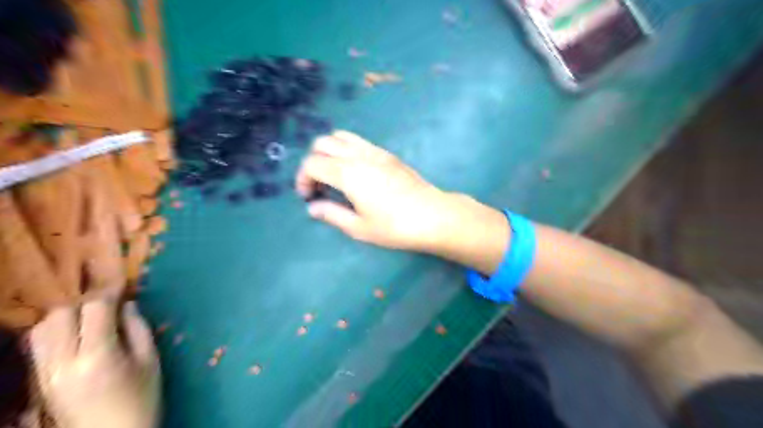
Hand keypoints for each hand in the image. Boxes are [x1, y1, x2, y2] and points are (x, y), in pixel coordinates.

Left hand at [30, 297, 157, 427]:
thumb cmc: (141, 397)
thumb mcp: (150, 359)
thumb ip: (137, 328)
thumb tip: (127, 304)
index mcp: (98, 356)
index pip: (94, 310)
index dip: (109, 293)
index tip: (123, 286)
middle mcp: (63, 363)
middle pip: (60, 315)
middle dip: (85, 302)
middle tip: (108, 303)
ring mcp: (45, 374)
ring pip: (41, 329)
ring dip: (66, 316)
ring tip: (91, 318)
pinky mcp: (39, 381)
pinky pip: (38, 345)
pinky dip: (55, 331)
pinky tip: (77, 333)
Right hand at [295, 130, 455, 250]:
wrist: (433, 215)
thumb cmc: (395, 226)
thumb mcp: (360, 228)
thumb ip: (332, 214)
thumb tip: (313, 208)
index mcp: (348, 173)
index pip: (312, 164)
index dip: (303, 179)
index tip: (308, 197)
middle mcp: (359, 155)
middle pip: (322, 143)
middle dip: (313, 161)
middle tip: (319, 185)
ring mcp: (375, 151)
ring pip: (341, 136)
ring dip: (329, 151)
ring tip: (334, 175)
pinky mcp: (387, 153)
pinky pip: (358, 141)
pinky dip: (346, 149)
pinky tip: (354, 172)